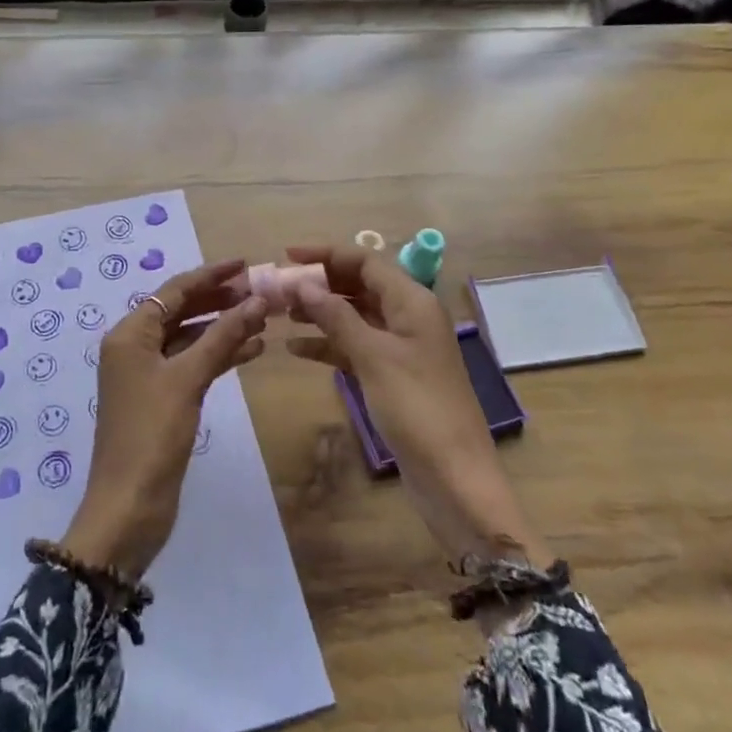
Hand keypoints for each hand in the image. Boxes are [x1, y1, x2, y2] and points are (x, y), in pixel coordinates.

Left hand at [60, 259, 268, 578]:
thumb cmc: (152, 435)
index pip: (174, 291)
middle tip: (261, 291)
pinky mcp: (163, 399)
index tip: (246, 264)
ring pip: (191, 338)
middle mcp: (135, 348)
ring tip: (264, 317)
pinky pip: (193, 364)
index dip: (210, 275)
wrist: (129, 506)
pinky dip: (220, 355)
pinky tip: (252, 350)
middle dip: (220, 300)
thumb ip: (222, 337)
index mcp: (130, 334)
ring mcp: (148, 375)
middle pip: (182, 311)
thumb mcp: (188, 380)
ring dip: (224, 327)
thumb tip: (257, 300)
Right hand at [283, 245, 547, 565]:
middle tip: (277, 289)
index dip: (326, 254)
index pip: (366, 261)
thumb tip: (300, 284)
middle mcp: (408, 317)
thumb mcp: (373, 357)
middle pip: (359, 286)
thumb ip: (336, 317)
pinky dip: (328, 345)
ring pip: (354, 316)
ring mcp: (400, 348)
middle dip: (320, 284)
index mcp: (413, 302)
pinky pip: (355, 348)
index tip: (286, 256)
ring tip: (280, 315)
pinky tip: (296, 349)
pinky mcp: (391, 376)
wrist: (453, 477)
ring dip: (320, 313)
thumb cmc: (417, 408)